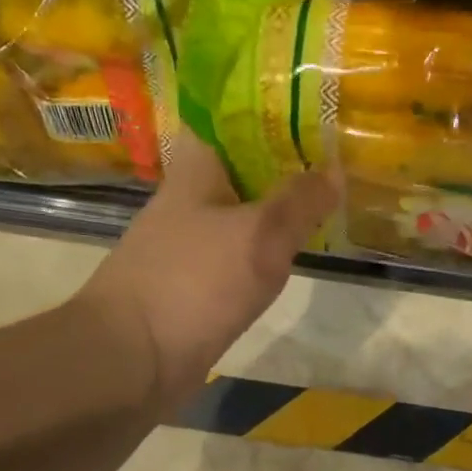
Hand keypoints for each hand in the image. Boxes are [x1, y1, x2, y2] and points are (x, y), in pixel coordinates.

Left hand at [83, 131, 338, 409]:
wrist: (134, 358)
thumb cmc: (194, 281)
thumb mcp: (261, 235)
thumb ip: (301, 202)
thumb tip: (335, 169)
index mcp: (195, 170)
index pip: (230, 120)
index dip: (271, 112)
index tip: (315, 113)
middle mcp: (189, 201)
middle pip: (242, 168)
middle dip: (286, 164)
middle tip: (337, 161)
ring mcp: (189, 246)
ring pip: (243, 215)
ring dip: (278, 210)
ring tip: (327, 203)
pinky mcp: (194, 286)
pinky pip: (239, 256)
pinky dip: (266, 252)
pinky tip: (294, 255)